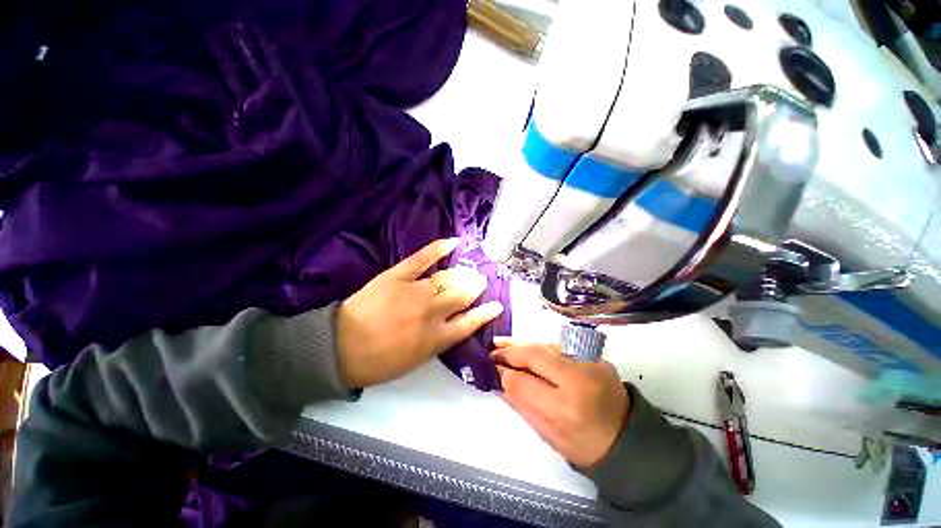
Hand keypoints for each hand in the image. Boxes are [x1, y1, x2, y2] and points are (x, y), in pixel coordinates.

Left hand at [336, 238, 503, 387]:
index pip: (471, 322)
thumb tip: (455, 325)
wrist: (340, 348)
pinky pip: (422, 258)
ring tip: (470, 271)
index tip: (497, 305)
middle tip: (480, 281)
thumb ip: (439, 341)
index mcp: (436, 338)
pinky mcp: (397, 276)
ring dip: (463, 273)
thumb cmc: (379, 361)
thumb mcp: (416, 360)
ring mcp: (415, 291)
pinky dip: (438, 248)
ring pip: (448, 277)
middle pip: (463, 295)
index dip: (486, 313)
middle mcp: (431, 312)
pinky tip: (453, 241)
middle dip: (475, 286)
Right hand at [492, 339, 630, 468]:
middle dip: (510, 352)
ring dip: (522, 344)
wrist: (629, 439)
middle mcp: (578, 378)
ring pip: (546, 345)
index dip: (504, 375)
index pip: (524, 383)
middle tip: (492, 351)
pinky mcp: (595, 356)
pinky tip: (527, 346)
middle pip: (535, 355)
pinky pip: (560, 346)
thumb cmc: (586, 447)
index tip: (491, 369)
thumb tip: (500, 382)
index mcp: (566, 408)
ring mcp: (590, 362)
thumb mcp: (550, 435)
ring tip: (502, 342)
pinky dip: (540, 346)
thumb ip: (522, 406)